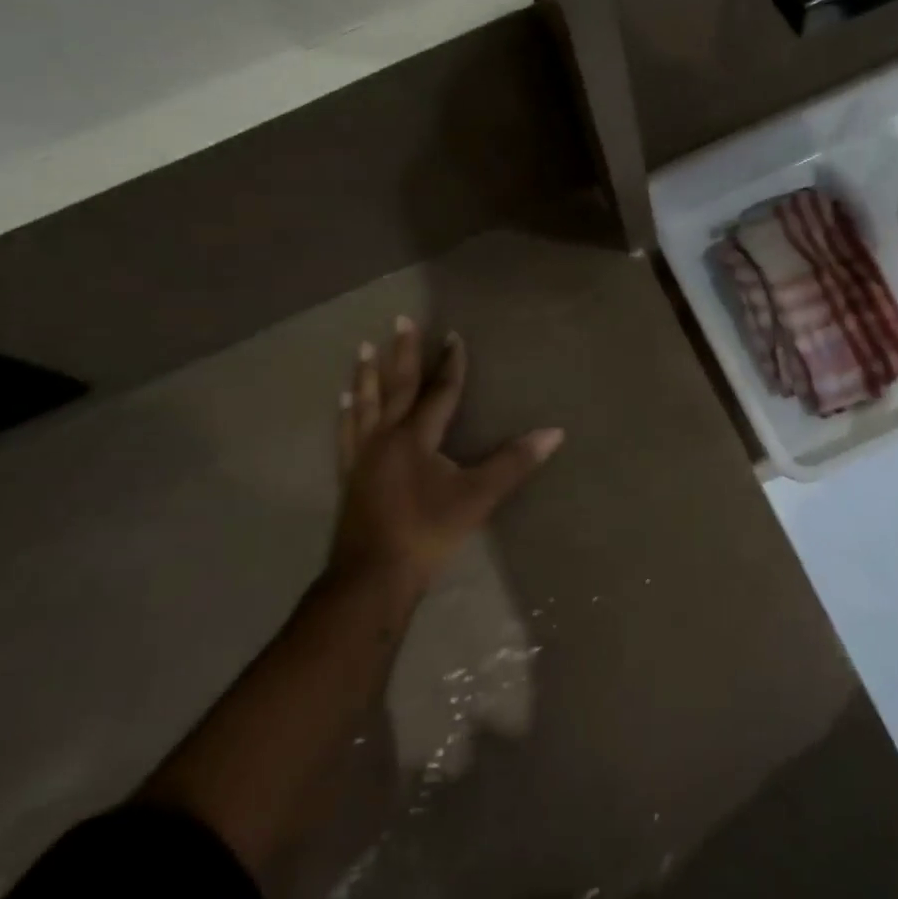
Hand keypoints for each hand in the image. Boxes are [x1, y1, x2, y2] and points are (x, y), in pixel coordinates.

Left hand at [330, 319, 563, 598]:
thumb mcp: (477, 497)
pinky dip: (346, 414)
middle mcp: (385, 437)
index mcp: (415, 437)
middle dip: (401, 353)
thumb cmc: (428, 533)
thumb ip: (514, 462)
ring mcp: (362, 456)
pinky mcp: (350, 476)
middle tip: (400, 320)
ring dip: (366, 375)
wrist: (372, 577)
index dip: (449, 364)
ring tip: (363, 349)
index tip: (453, 335)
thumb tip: (554, 432)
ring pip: (365, 405)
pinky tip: (342, 403)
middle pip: (396, 387)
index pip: (438, 391)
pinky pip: (346, 433)